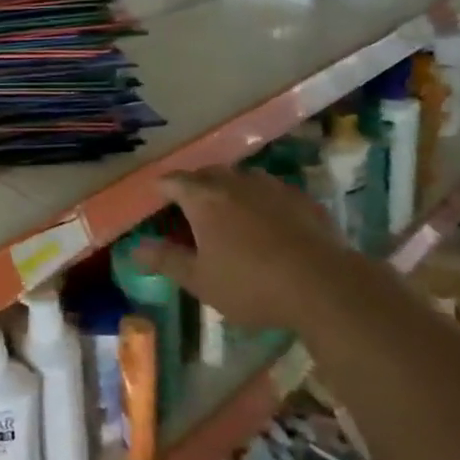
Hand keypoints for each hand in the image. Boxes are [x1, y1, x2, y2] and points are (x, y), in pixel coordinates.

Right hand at [132, 168, 340, 329]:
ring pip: (241, 178)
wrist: (324, 285)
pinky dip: (261, 200)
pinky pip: (271, 191)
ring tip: (229, 210)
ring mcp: (271, 186)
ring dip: (230, 188)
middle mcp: (234, 182)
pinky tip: (268, 221)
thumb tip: (135, 248)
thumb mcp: (201, 280)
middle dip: (195, 185)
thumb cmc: (251, 284)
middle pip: (207, 173)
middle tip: (190, 205)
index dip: (162, 188)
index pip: (174, 182)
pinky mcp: (301, 198)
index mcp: (204, 198)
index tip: (157, 197)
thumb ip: (166, 260)